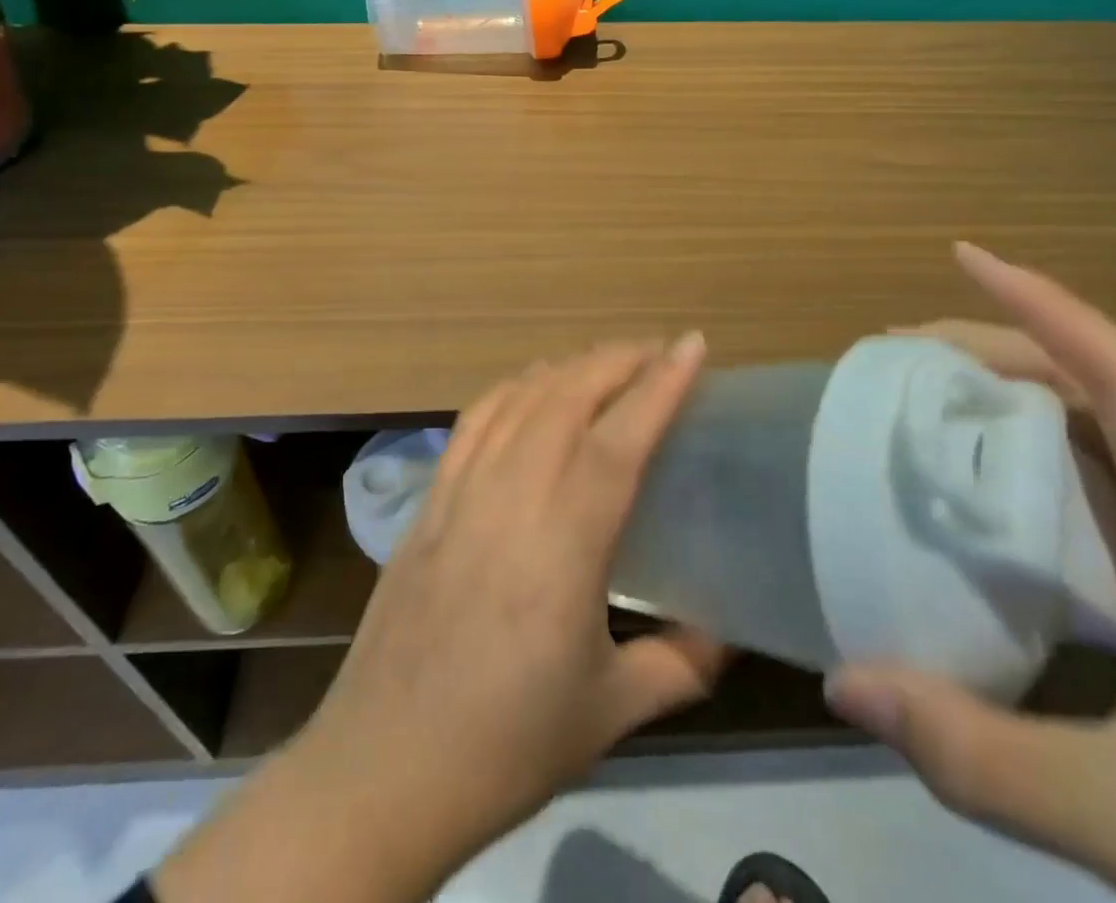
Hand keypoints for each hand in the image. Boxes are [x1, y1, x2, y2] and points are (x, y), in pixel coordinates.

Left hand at [157, 335, 722, 902]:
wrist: (385, 769)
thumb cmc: (507, 744)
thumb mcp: (612, 713)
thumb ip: (681, 664)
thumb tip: (730, 635)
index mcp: (564, 546)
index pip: (618, 440)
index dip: (659, 386)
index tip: (691, 346)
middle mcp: (511, 498)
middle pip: (567, 397)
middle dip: (618, 359)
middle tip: (659, 353)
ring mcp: (462, 491)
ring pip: (520, 398)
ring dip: (569, 366)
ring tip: (606, 363)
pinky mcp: (429, 499)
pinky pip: (475, 419)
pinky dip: (513, 387)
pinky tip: (532, 388)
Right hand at [829, 244, 1115, 902]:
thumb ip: (977, 756)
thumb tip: (843, 683)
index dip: (1045, 304)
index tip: (967, 257)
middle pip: (1114, 387)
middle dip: (1005, 347)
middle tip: (906, 355)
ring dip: (1032, 395)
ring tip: (944, 405)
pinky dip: (1061, 452)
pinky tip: (1019, 496)